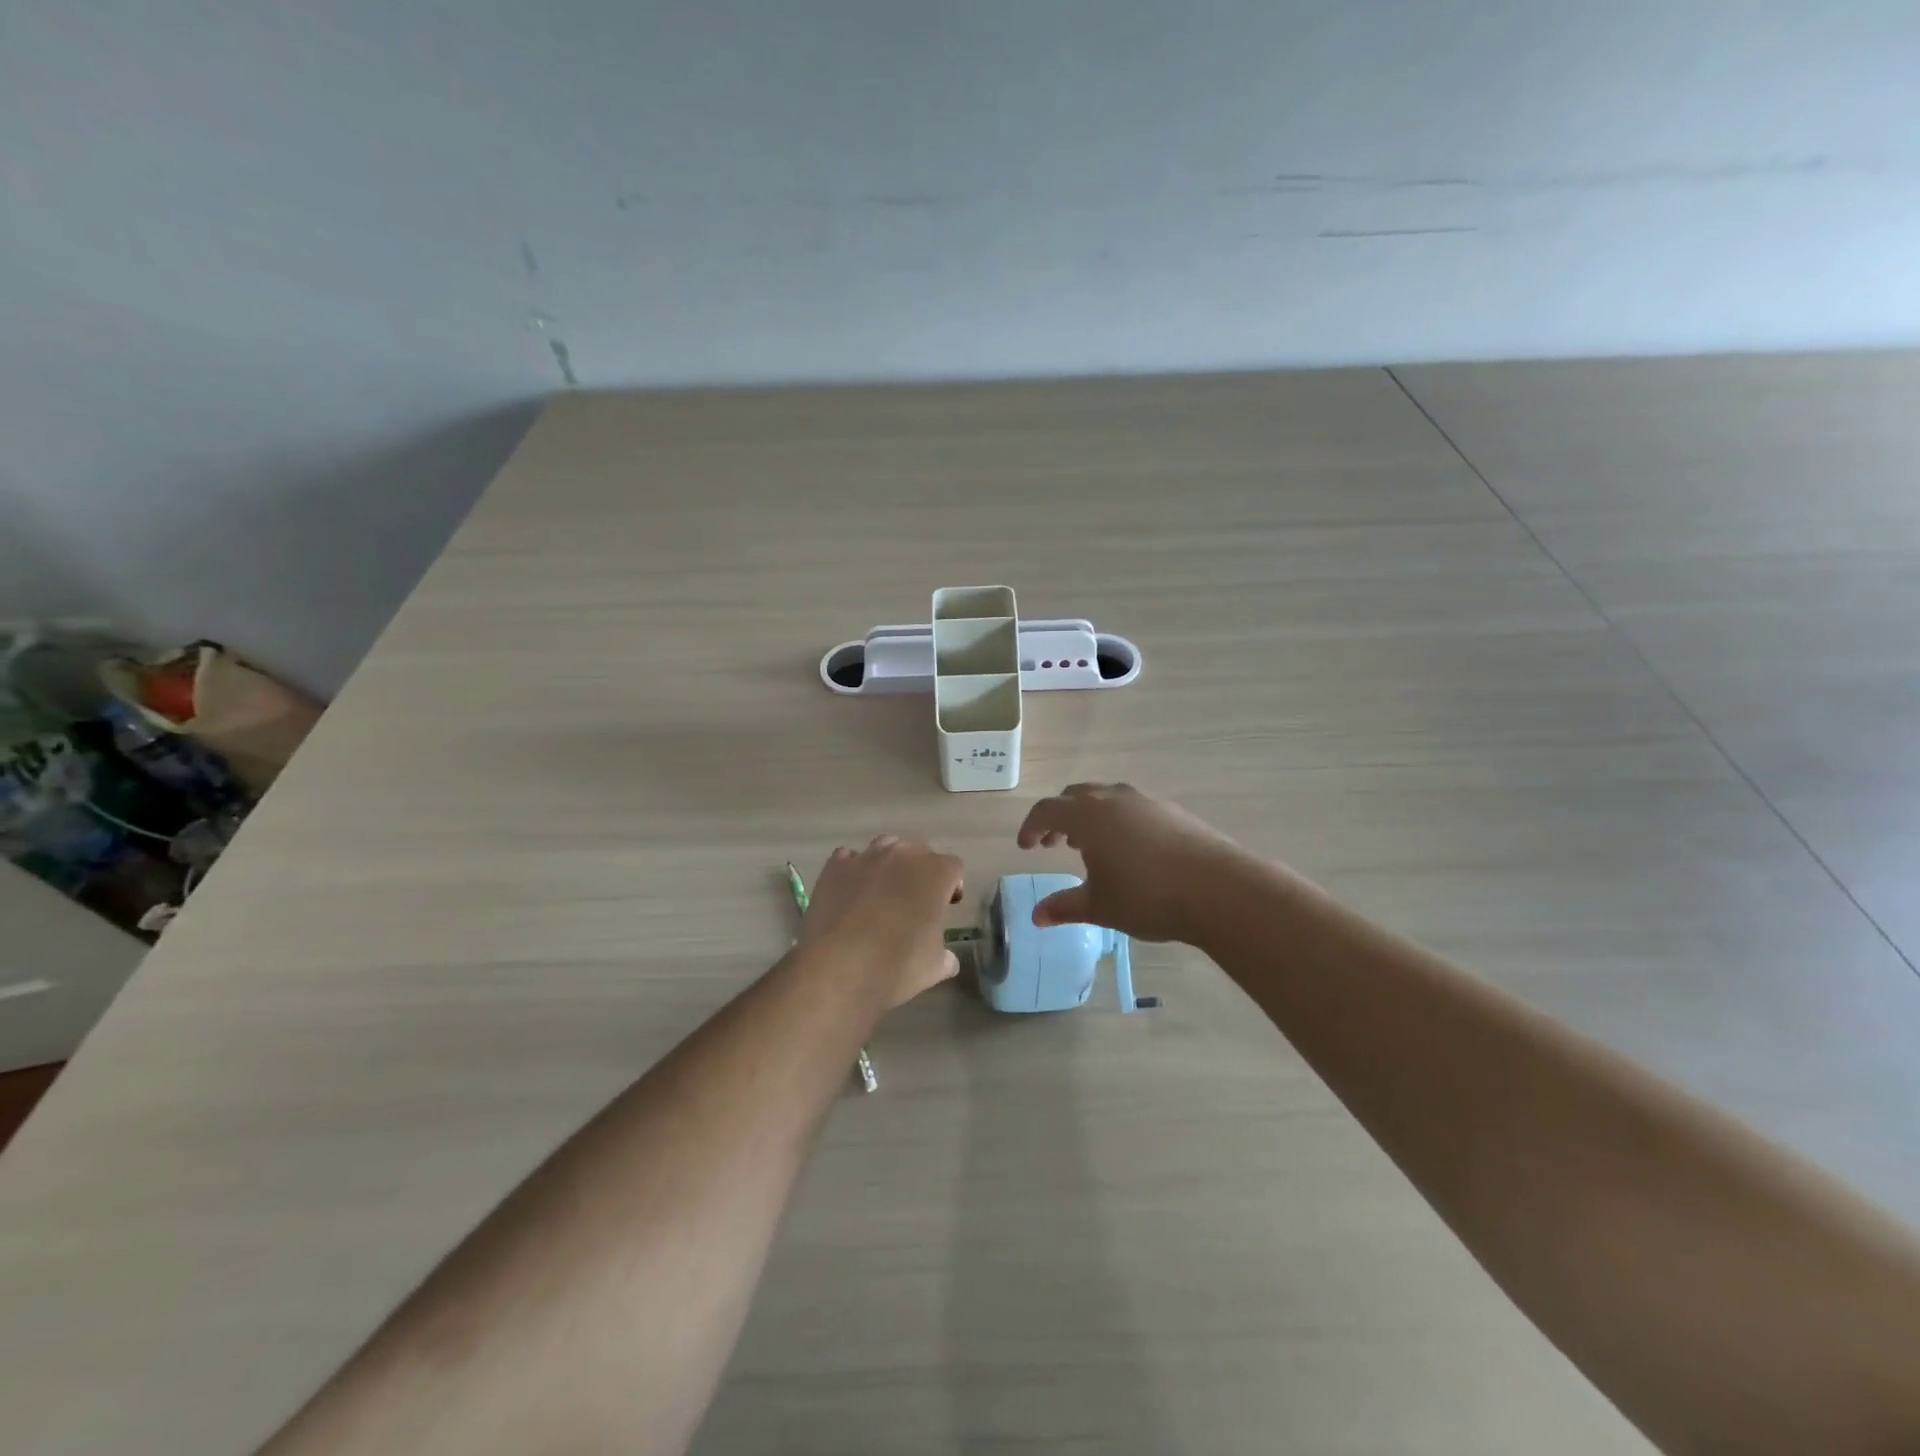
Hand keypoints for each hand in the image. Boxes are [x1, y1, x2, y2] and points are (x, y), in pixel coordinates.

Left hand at [800, 836, 964, 1005]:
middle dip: (921, 871)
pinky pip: (850, 858)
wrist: (837, 968)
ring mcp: (867, 856)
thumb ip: (945, 957)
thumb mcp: (934, 968)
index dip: (952, 886)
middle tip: (915, 900)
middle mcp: (904, 855)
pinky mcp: (835, 866)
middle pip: (920, 851)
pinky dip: (854, 870)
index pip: (954, 868)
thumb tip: (947, 960)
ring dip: (890, 863)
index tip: (947, 906)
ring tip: (883, 891)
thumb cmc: (896, 966)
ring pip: (886, 846)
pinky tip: (851, 891)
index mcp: (936, 873)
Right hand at [1016, 783, 1247, 943]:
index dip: (1031, 827)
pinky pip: (1131, 806)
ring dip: (1089, 816)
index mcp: (1088, 816)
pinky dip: (1117, 820)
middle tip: (1053, 844)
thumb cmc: (1148, 897)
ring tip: (1089, 846)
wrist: (1219, 889)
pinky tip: (1129, 849)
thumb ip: (1064, 907)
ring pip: (1105, 798)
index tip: (1026, 847)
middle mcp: (1113, 799)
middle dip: (1059, 818)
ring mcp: (1145, 801)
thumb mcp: (1100, 906)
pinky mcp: (1172, 810)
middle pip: (1075, 796)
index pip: (1047, 810)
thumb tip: (1036, 916)